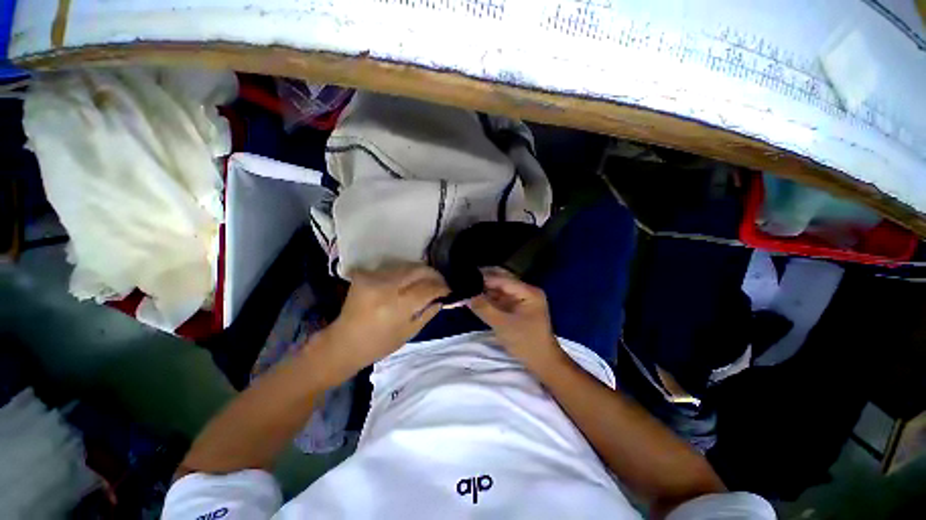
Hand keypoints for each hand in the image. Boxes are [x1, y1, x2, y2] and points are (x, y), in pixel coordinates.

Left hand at [313, 263, 448, 382]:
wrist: (344, 342)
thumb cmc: (379, 344)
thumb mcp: (409, 333)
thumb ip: (428, 313)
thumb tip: (441, 299)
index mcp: (397, 306)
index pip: (427, 288)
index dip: (441, 287)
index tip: (449, 290)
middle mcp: (386, 287)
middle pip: (418, 270)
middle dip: (434, 274)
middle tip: (440, 282)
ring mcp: (373, 278)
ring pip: (407, 266)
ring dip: (420, 272)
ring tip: (426, 280)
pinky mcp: (365, 274)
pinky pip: (393, 269)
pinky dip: (404, 274)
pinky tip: (407, 282)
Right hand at [468, 267, 566, 373]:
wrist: (542, 362)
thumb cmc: (526, 343)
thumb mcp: (502, 325)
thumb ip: (483, 308)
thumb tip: (465, 295)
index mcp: (528, 292)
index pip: (502, 279)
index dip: (483, 277)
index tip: (465, 277)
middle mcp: (525, 290)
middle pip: (501, 279)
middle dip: (483, 280)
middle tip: (464, 281)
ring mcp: (521, 298)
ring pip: (499, 288)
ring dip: (484, 288)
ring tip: (466, 288)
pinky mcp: (517, 307)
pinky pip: (500, 297)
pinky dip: (488, 297)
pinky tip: (475, 297)